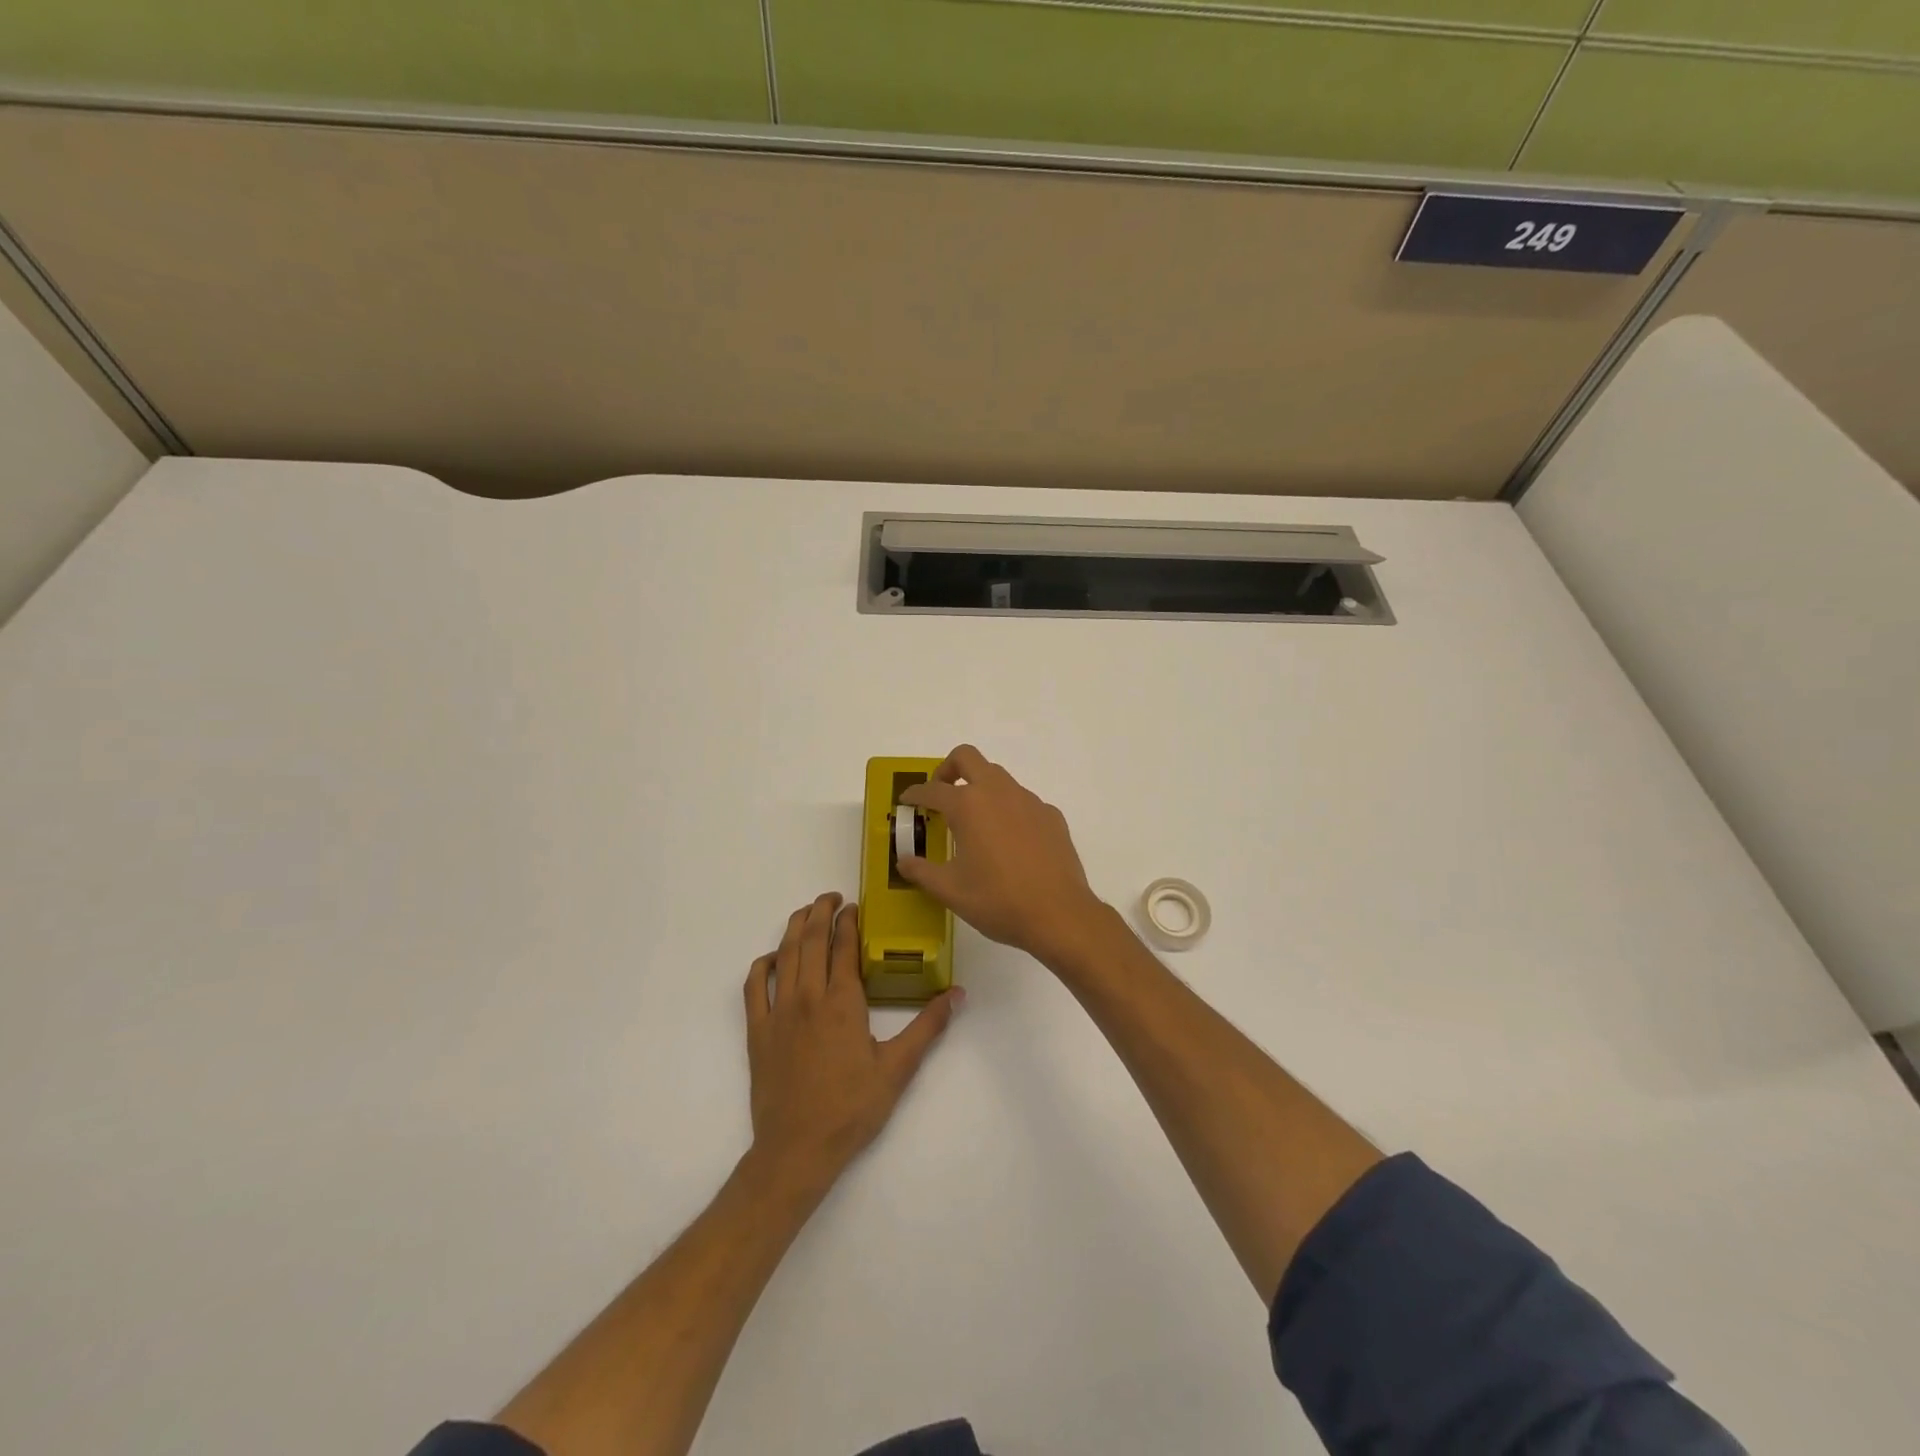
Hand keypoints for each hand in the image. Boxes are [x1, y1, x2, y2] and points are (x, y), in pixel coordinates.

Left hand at [744, 893, 959, 1192]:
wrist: (797, 1149)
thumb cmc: (852, 1108)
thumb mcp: (898, 1069)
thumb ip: (928, 1027)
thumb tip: (957, 994)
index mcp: (842, 1002)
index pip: (844, 947)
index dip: (849, 922)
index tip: (855, 906)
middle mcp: (808, 996)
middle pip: (812, 940)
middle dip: (821, 912)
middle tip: (832, 898)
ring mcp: (779, 1012)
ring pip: (784, 955)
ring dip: (795, 927)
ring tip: (806, 912)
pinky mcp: (758, 1031)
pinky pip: (754, 986)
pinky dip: (763, 964)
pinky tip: (773, 958)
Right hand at [897, 745, 1106, 964]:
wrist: (1059, 914)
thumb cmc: (997, 900)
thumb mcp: (950, 890)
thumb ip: (922, 872)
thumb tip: (904, 861)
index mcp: (968, 806)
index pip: (933, 789)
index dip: (915, 794)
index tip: (907, 801)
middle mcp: (998, 792)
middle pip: (968, 757)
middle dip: (948, 769)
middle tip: (941, 793)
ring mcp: (1029, 801)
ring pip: (999, 777)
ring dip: (980, 788)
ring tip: (974, 821)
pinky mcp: (1051, 816)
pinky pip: (1023, 801)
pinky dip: (1008, 810)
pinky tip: (1010, 842)